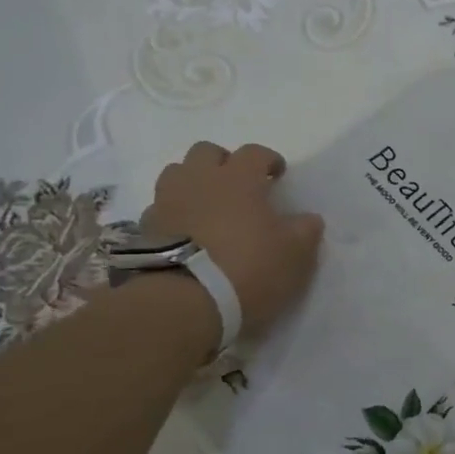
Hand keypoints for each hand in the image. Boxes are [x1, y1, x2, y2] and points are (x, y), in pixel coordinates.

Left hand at [142, 142, 324, 338]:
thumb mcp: (295, 254)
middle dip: (224, 162)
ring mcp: (167, 201)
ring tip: (208, 204)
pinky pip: (162, 207)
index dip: (268, 159)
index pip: (254, 153)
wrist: (185, 301)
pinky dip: (175, 212)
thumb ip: (305, 230)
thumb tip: (309, 219)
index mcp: (238, 178)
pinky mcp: (145, 227)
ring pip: (177, 173)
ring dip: (194, 182)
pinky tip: (187, 232)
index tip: (277, 172)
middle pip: (207, 152)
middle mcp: (199, 180)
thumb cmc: (249, 268)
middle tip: (238, 184)